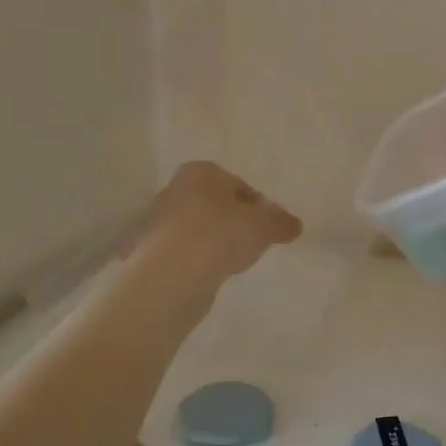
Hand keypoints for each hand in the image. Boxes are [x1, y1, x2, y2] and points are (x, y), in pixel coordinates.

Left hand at [135, 161, 301, 287]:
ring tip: (232, 262)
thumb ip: (281, 222)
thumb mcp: (264, 226)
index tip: (268, 227)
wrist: (172, 273)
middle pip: (216, 205)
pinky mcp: (150, 250)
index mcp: (201, 171)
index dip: (258, 206)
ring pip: (199, 228)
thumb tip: (295, 225)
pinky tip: (211, 273)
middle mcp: (176, 188)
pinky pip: (185, 251)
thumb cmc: (222, 234)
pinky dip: (199, 259)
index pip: (239, 185)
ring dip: (215, 242)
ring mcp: (159, 220)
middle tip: (252, 243)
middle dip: (234, 222)